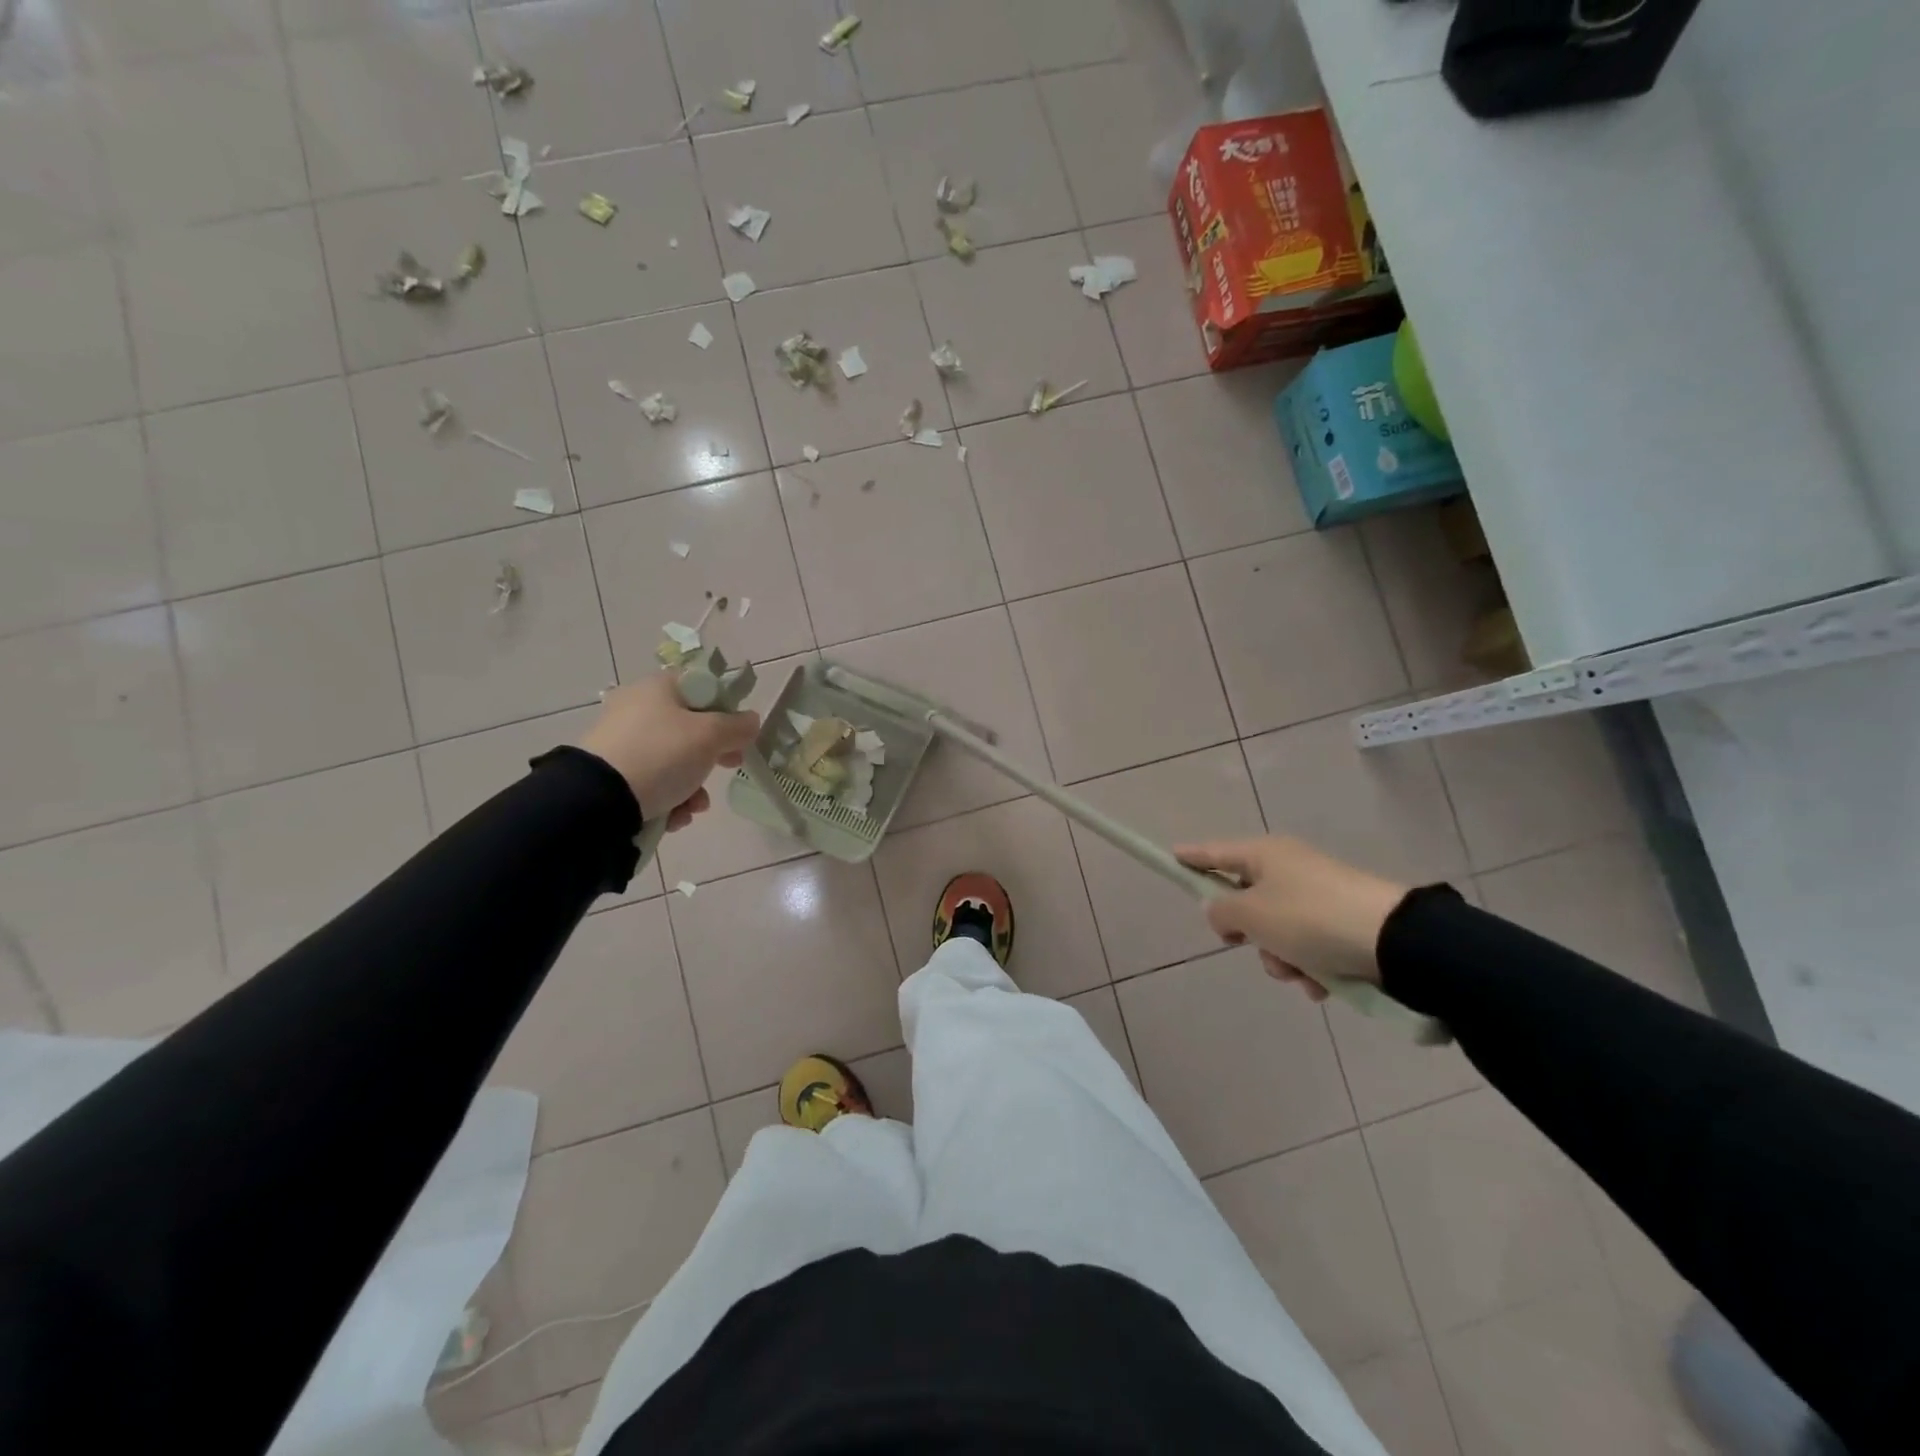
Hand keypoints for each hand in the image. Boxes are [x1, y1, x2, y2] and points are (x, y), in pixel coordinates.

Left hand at [578, 673, 760, 832]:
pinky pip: (652, 781)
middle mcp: (635, 708)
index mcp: (657, 688)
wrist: (598, 800)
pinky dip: (668, 798)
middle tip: (729, 767)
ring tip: (694, 806)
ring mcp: (620, 742)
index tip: (739, 734)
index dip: (726, 709)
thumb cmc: (661, 754)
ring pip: (673, 760)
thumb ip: (737, 727)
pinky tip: (674, 816)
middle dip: (712, 755)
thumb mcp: (710, 737)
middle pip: (689, 728)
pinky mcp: (611, 774)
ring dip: (693, 785)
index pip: (701, 687)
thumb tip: (751, 721)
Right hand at [1174, 837, 1407, 1000]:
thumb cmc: (1309, 919)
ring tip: (1301, 973)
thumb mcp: (1252, 915)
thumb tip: (1220, 911)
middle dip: (1249, 933)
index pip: (1215, 853)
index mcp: (1265, 854)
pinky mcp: (1346, 921)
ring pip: (1278, 930)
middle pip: (1247, 900)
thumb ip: (1222, 912)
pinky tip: (1323, 982)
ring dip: (1281, 957)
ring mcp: (1320, 894)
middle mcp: (1291, 868)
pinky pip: (1310, 945)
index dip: (1191, 857)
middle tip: (1252, 945)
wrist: (1396, 941)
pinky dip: (1310, 966)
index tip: (1171, 856)